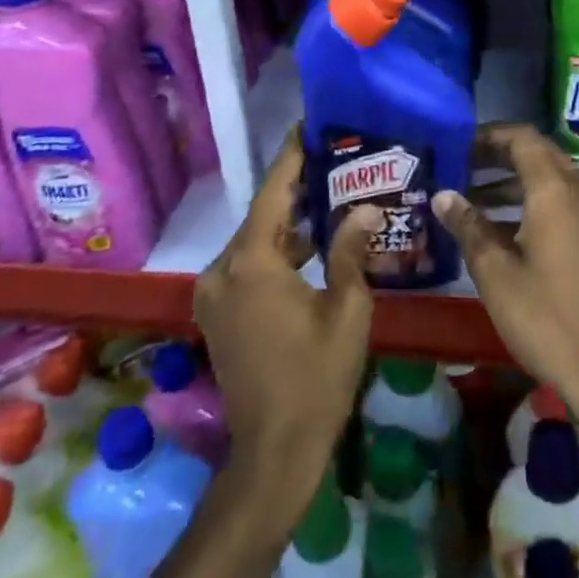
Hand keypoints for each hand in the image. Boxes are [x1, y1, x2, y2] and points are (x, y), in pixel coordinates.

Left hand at [194, 131, 379, 516]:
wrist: (273, 452)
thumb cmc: (317, 378)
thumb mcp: (346, 310)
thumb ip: (350, 251)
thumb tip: (364, 207)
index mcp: (251, 263)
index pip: (274, 192)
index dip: (293, 156)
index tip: (309, 125)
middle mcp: (222, 269)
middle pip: (263, 215)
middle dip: (297, 189)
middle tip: (336, 163)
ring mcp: (213, 292)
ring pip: (255, 240)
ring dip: (289, 223)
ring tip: (331, 198)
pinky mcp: (216, 312)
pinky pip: (247, 265)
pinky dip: (276, 251)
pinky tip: (311, 247)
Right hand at [432, 124, 578, 432]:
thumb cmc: (546, 317)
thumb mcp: (495, 272)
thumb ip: (468, 226)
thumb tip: (443, 195)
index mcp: (554, 190)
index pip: (521, 138)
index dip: (488, 135)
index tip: (456, 144)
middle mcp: (577, 191)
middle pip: (536, 154)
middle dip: (497, 156)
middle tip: (459, 166)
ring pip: (547, 179)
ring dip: (510, 182)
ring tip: (468, 198)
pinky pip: (558, 202)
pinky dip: (527, 202)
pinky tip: (497, 229)